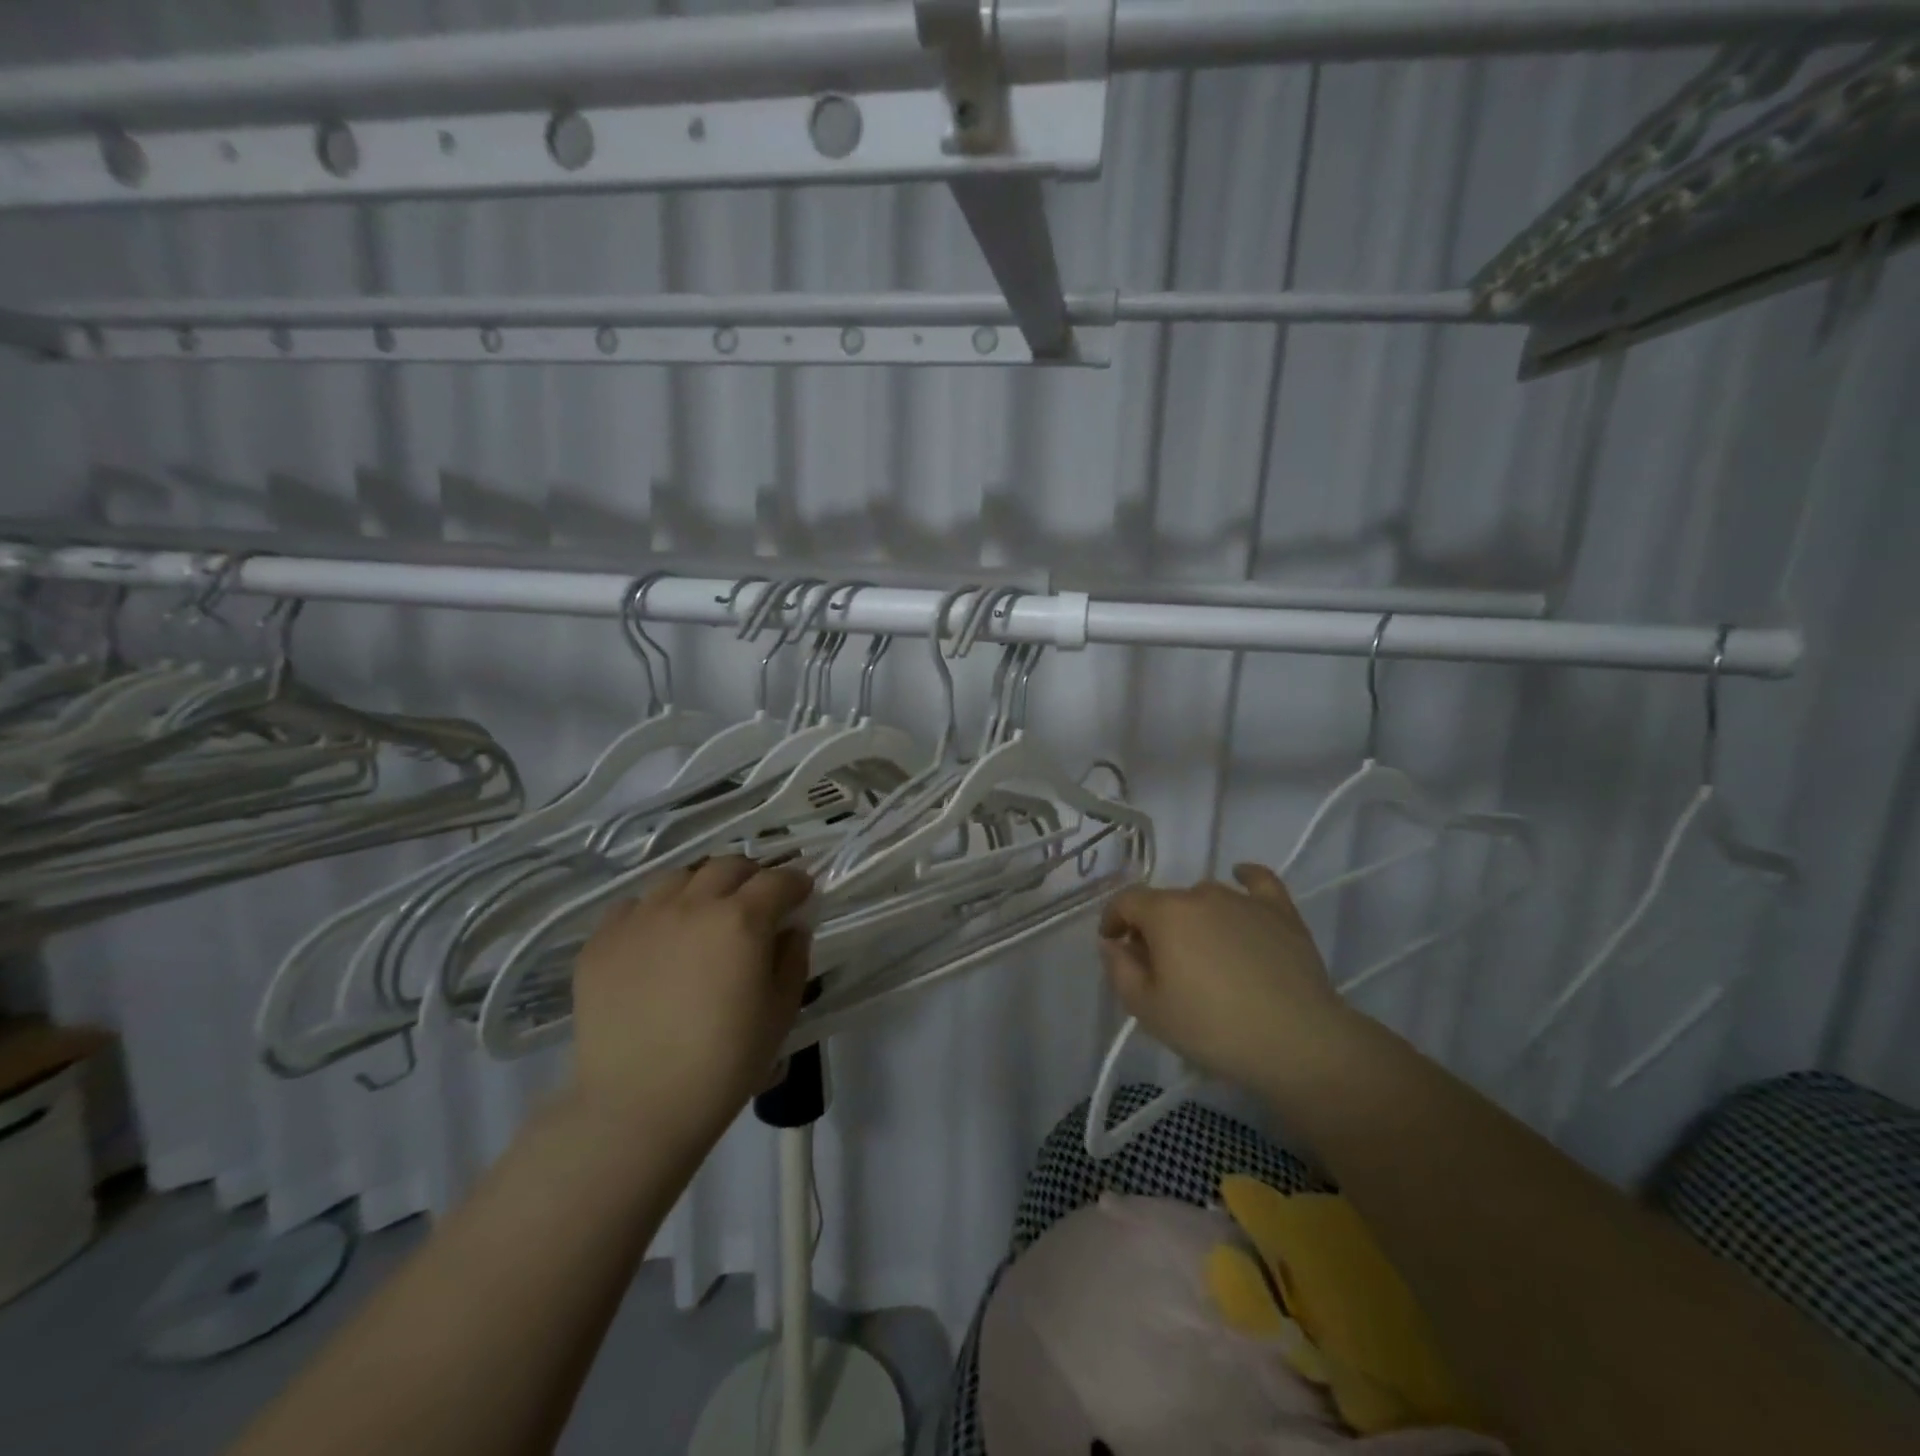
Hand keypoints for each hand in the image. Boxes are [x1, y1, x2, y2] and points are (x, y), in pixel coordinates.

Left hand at [569, 855, 812, 1151]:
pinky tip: (659, 939)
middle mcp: (691, 905)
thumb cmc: (724, 1064)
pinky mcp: (601, 940)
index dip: (796, 882)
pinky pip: (634, 905)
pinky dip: (655, 910)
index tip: (802, 894)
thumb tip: (791, 929)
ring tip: (705, 914)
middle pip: (728, 866)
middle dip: (751, 876)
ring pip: (679, 877)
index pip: (778, 881)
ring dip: (703, 887)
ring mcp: (641, 918)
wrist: (637, 1107)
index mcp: (741, 921)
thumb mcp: (780, 1013)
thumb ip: (793, 960)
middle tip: (757, 902)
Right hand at [1098, 863, 1352, 1090]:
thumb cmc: (1212, 1028)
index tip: (1113, 944)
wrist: (1298, 1042)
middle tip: (1159, 965)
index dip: (1112, 920)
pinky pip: (1258, 882)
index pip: (1126, 901)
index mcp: (1165, 913)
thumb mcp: (1148, 1009)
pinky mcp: (1281, 912)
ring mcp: (1244, 900)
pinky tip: (1240, 878)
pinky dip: (1245, 877)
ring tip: (1202, 951)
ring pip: (1205, 897)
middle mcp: (1201, 894)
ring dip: (1193, 916)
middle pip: (1166, 902)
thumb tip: (1113, 943)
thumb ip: (1119, 969)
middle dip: (1153, 926)